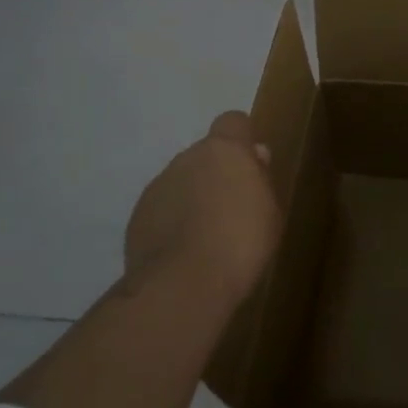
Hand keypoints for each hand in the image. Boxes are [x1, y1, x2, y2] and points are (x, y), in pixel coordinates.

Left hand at [122, 111, 280, 308]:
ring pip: (181, 182)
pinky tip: (183, 252)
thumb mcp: (270, 210)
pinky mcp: (137, 217)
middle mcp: (187, 158)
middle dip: (216, 173)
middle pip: (205, 154)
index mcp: (224, 150)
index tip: (250, 166)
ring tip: (205, 236)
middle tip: (230, 208)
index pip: (233, 121)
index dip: (242, 140)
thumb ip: (260, 177)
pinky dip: (171, 222)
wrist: (182, 286)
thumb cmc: (240, 242)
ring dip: (192, 198)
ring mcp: (158, 187)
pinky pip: (161, 209)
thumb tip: (254, 156)